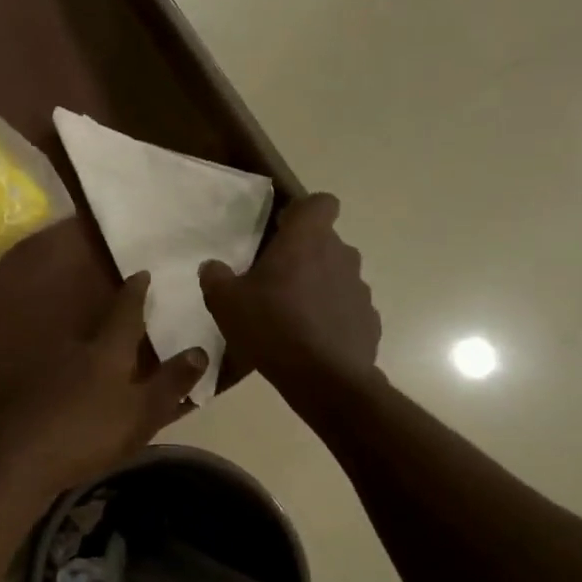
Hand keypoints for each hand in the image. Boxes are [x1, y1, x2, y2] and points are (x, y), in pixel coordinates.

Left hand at [0, 272, 206, 493]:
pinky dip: (77, 377)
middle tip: (133, 320)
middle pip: (100, 330)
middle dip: (115, 323)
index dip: (136, 292)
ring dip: (95, 353)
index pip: (126, 312)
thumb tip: (199, 350)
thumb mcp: (141, 412)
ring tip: (110, 359)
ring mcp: (51, 370)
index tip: (141, 272)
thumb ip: (170, 383)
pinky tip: (80, 390)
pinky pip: (65, 375)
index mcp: (107, 351)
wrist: (24, 457)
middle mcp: (77, 350)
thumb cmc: (91, 431)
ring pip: (80, 353)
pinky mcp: (34, 391)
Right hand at [200, 192, 380, 389]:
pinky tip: (310, 340)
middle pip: (325, 242)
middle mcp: (340, 255)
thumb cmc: (271, 327)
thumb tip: (212, 266)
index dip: (303, 212)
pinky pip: (346, 308)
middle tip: (274, 281)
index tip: (282, 231)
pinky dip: (331, 316)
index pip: (320, 203)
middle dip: (303, 255)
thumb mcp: (225, 302)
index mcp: (306, 240)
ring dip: (317, 286)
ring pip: (336, 275)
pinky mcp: (368, 320)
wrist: (323, 378)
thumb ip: (215, 277)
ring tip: (291, 316)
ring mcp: (359, 288)